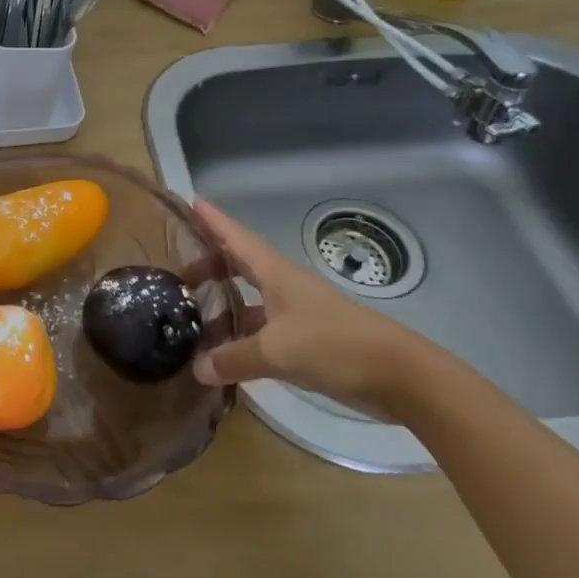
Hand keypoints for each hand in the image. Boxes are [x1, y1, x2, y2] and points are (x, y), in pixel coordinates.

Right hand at [189, 198, 432, 418]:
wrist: (400, 375)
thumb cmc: (336, 345)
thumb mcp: (277, 352)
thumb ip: (234, 359)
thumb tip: (196, 368)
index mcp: (276, 274)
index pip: (237, 237)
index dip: (213, 220)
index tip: (189, 202)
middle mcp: (283, 287)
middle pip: (239, 266)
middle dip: (209, 266)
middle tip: (178, 276)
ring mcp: (296, 313)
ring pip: (249, 301)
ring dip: (223, 306)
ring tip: (193, 319)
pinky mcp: (306, 340)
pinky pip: (262, 330)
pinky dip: (241, 337)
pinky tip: (224, 355)